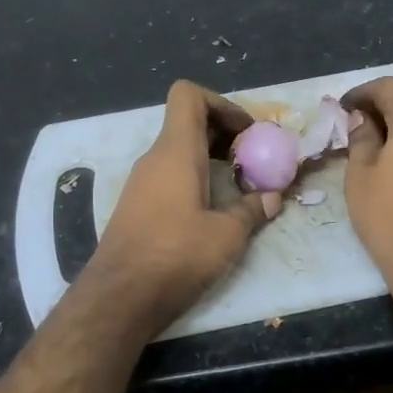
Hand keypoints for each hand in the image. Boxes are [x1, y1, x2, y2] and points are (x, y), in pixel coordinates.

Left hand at [82, 81, 280, 333]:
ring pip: (179, 151)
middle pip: (187, 122)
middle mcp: (155, 158)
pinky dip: (194, 178)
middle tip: (253, 159)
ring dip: (210, 158)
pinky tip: (212, 209)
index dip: (221, 103)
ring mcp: (141, 182)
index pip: (188, 95)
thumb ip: (252, 210)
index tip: (247, 133)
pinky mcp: (136, 206)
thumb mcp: (227, 234)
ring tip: (239, 185)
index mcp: (176, 151)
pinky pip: (169, 175)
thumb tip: (271, 198)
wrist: (120, 296)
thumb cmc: (176, 255)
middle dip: (224, 133)